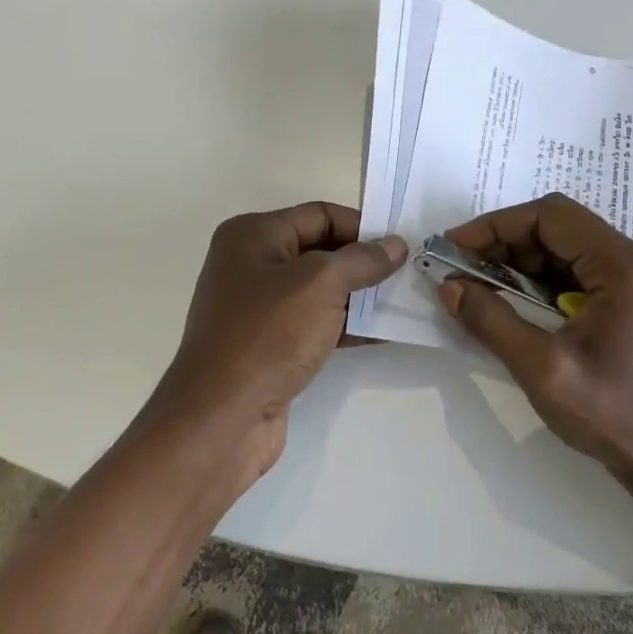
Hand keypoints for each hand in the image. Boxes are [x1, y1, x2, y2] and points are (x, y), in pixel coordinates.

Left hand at [144, 202, 406, 491]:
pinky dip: (347, 326)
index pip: (319, 215)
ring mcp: (259, 308)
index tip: (402, 244)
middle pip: (320, 251)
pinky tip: (384, 333)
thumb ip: (362, 260)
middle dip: (364, 262)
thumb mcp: (320, 284)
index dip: (362, 226)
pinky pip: (316, 323)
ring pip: (320, 290)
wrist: (222, 418)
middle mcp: (251, 264)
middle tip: (410, 273)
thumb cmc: (268, 335)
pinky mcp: (270, 345)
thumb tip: (394, 244)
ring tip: (406, 302)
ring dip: (361, 296)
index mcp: (253, 235)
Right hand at [439, 193, 632, 486]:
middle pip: (558, 227)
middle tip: (461, 268)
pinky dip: (538, 281)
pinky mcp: (629, 301)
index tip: (455, 247)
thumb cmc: (612, 414)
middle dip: (504, 242)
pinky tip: (512, 302)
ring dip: (519, 261)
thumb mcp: (542, 368)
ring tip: (479, 285)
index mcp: (623, 266)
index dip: (496, 225)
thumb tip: (448, 285)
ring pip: (564, 248)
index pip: (550, 216)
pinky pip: (575, 273)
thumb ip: (491, 320)